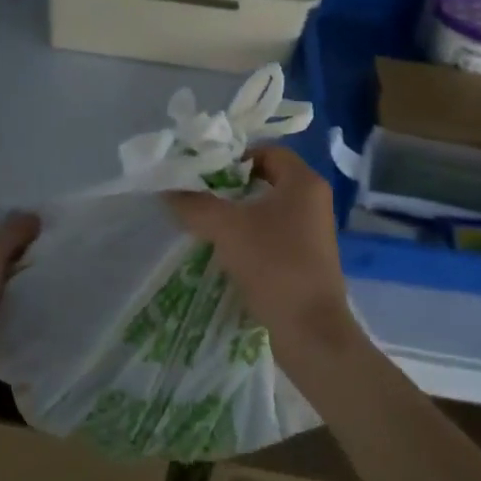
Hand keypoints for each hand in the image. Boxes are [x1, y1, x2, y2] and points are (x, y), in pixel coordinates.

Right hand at [164, 147, 352, 357]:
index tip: (204, 171)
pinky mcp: (307, 258)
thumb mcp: (226, 229)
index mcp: (304, 183)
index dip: (234, 156)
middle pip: (267, 179)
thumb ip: (195, 204)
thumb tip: (167, 189)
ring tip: (205, 222)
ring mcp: (313, 232)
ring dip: (238, 213)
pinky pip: (273, 234)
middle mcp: (313, 201)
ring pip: (268, 209)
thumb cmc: (273, 264)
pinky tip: (225, 250)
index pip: (268, 151)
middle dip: (231, 186)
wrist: (309, 329)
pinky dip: (250, 236)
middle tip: (198, 194)